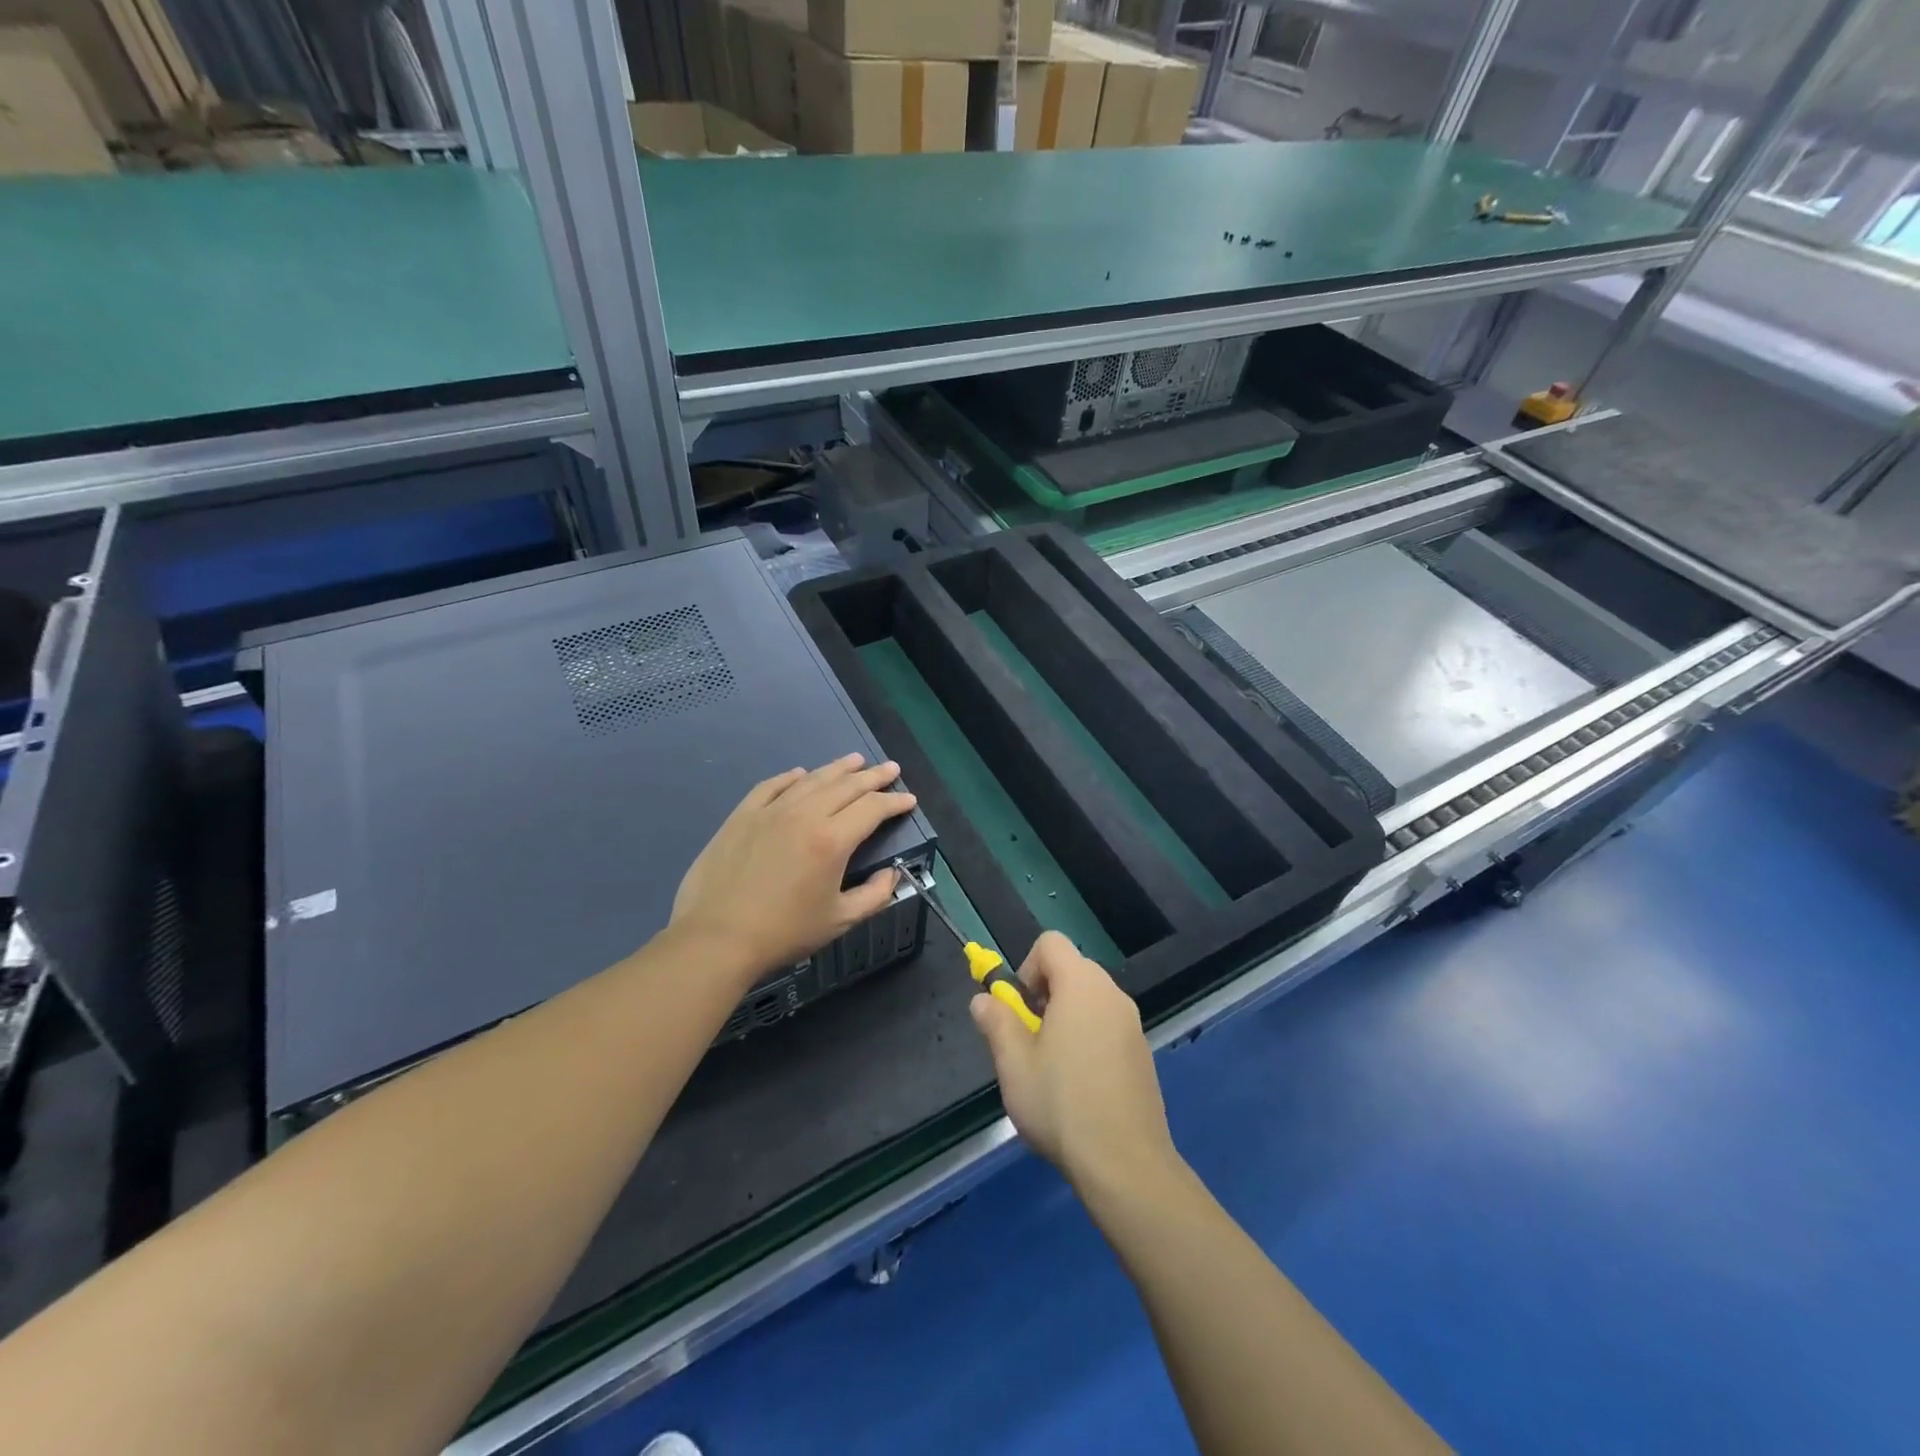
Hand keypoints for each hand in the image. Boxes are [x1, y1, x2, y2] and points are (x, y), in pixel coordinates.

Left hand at [670, 754, 917, 985]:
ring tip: (855, 760)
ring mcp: (770, 811)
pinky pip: (772, 786)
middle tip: (890, 769)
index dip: (894, 801)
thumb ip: (874, 895)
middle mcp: (804, 814)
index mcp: (832, 840)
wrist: (716, 938)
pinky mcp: (742, 816)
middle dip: (873, 776)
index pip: (872, 808)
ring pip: (811, 780)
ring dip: (837, 768)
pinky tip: (800, 773)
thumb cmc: (783, 933)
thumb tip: (890, 874)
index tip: (908, 799)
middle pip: (846, 786)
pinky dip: (791, 777)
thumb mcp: (839, 921)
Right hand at [970, 932, 1180, 1194]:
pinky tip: (1080, 1087)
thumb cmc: (1062, 1105)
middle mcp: (1112, 994)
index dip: (1027, 967)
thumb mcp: (1014, 1064)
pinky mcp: (1142, 1052)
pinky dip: (1089, 1039)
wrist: (1125, 1163)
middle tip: (1030, 1042)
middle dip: (1044, 995)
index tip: (1020, 1010)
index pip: (1050, 943)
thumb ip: (996, 1022)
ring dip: (1066, 1018)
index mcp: (1081, 985)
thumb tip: (983, 1000)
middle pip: (1071, 970)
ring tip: (1052, 1069)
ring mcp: (1133, 1024)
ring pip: (1089, 1000)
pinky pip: (1108, 1026)